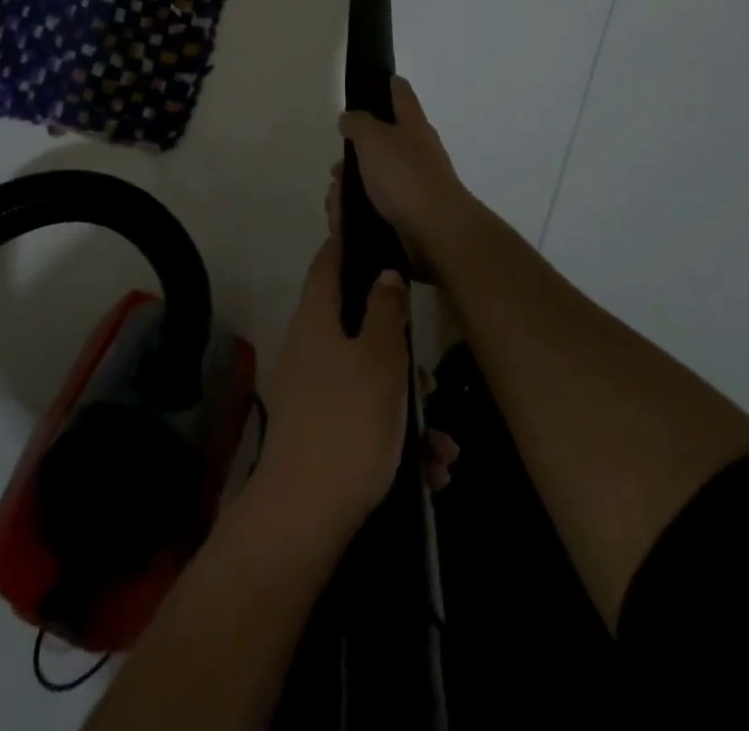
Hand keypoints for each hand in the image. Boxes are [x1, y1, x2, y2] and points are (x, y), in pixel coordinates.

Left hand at [252, 240, 410, 543]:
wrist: (305, 517)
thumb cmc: (348, 422)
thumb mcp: (379, 360)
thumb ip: (384, 311)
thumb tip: (384, 272)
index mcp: (316, 321)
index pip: (327, 264)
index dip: (346, 242)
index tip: (371, 230)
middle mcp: (308, 350)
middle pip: (356, 328)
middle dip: (398, 350)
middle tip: (428, 373)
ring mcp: (312, 394)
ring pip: (368, 381)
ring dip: (407, 407)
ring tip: (443, 443)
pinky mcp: (320, 434)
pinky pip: (364, 420)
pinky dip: (396, 439)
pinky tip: (431, 470)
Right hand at [336, 77, 475, 268]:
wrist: (436, 233)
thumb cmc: (405, 177)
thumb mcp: (374, 139)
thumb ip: (358, 124)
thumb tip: (349, 117)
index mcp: (413, 127)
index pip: (402, 95)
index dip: (390, 85)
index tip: (380, 79)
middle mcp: (416, 153)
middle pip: (379, 145)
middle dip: (352, 158)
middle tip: (335, 171)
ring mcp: (413, 187)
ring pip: (371, 181)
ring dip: (348, 191)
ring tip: (336, 206)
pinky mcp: (407, 218)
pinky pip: (373, 210)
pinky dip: (355, 215)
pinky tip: (343, 223)